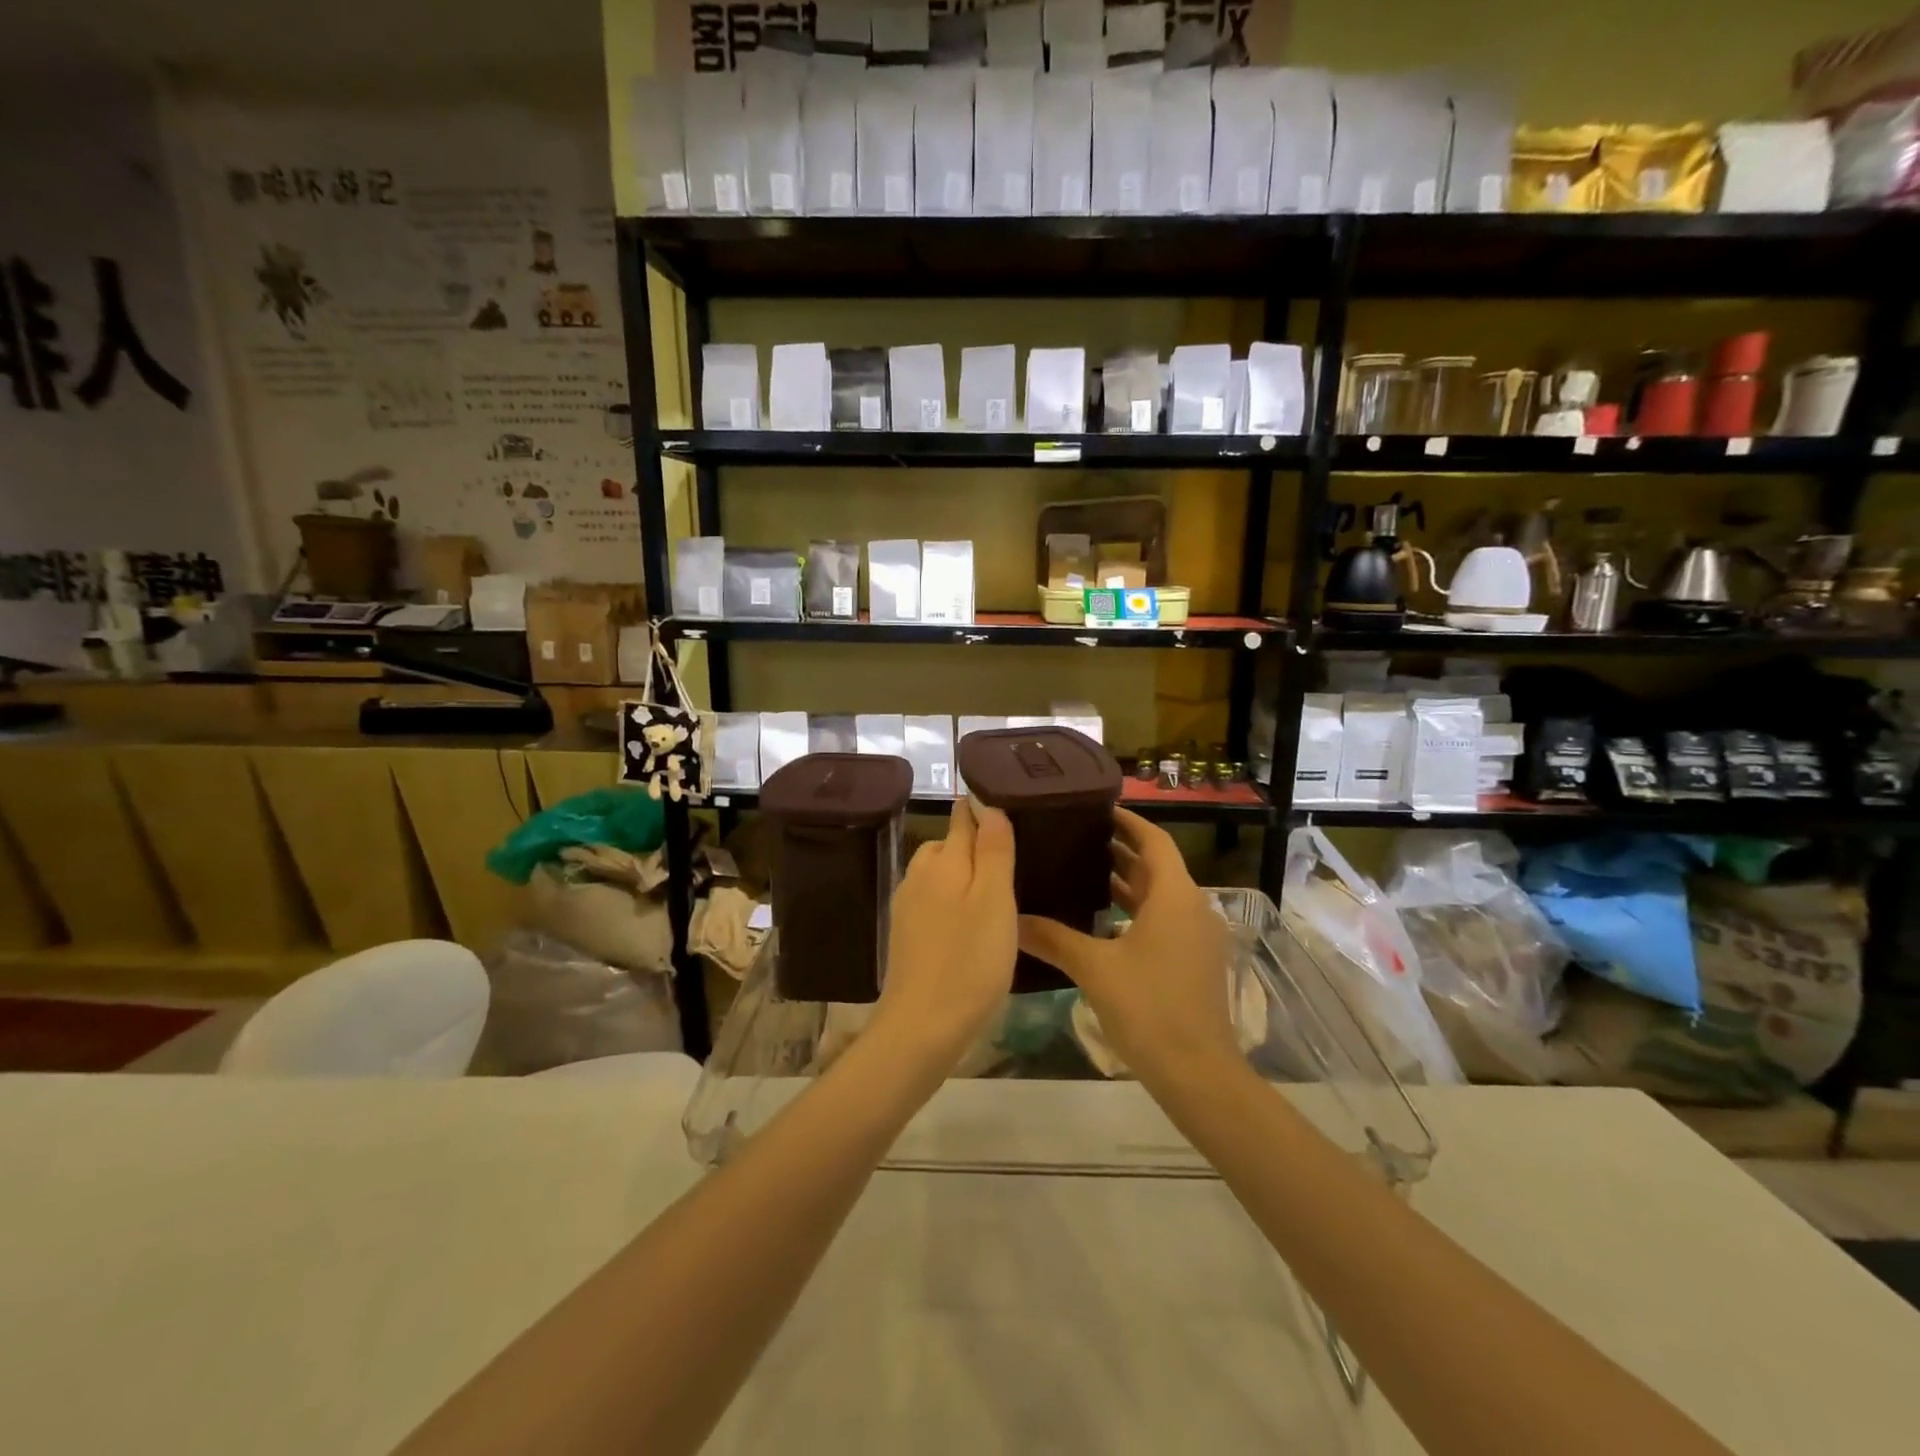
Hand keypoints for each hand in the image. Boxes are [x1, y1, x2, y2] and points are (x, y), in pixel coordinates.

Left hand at [873, 798, 1017, 1069]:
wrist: (921, 1027)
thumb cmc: (969, 962)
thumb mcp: (994, 901)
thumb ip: (993, 850)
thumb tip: (988, 804)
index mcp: (943, 861)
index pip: (963, 818)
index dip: (984, 809)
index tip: (1010, 806)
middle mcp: (919, 875)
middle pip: (947, 843)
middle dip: (973, 843)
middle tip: (1012, 857)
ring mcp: (907, 905)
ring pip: (937, 872)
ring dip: (961, 873)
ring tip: (994, 891)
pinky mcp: (905, 933)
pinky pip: (931, 899)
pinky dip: (950, 899)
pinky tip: (968, 921)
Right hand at [1018, 808, 1236, 1088]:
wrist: (1198, 1073)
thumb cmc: (1149, 1008)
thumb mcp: (1095, 968)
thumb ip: (1053, 939)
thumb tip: (1012, 918)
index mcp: (1175, 896)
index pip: (1154, 841)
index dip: (1129, 822)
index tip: (1098, 809)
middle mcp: (1192, 908)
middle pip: (1157, 866)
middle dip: (1121, 850)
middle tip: (1078, 838)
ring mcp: (1197, 937)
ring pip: (1160, 896)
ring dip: (1127, 882)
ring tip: (1082, 871)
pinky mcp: (1194, 962)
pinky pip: (1163, 920)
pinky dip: (1135, 912)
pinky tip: (1101, 922)